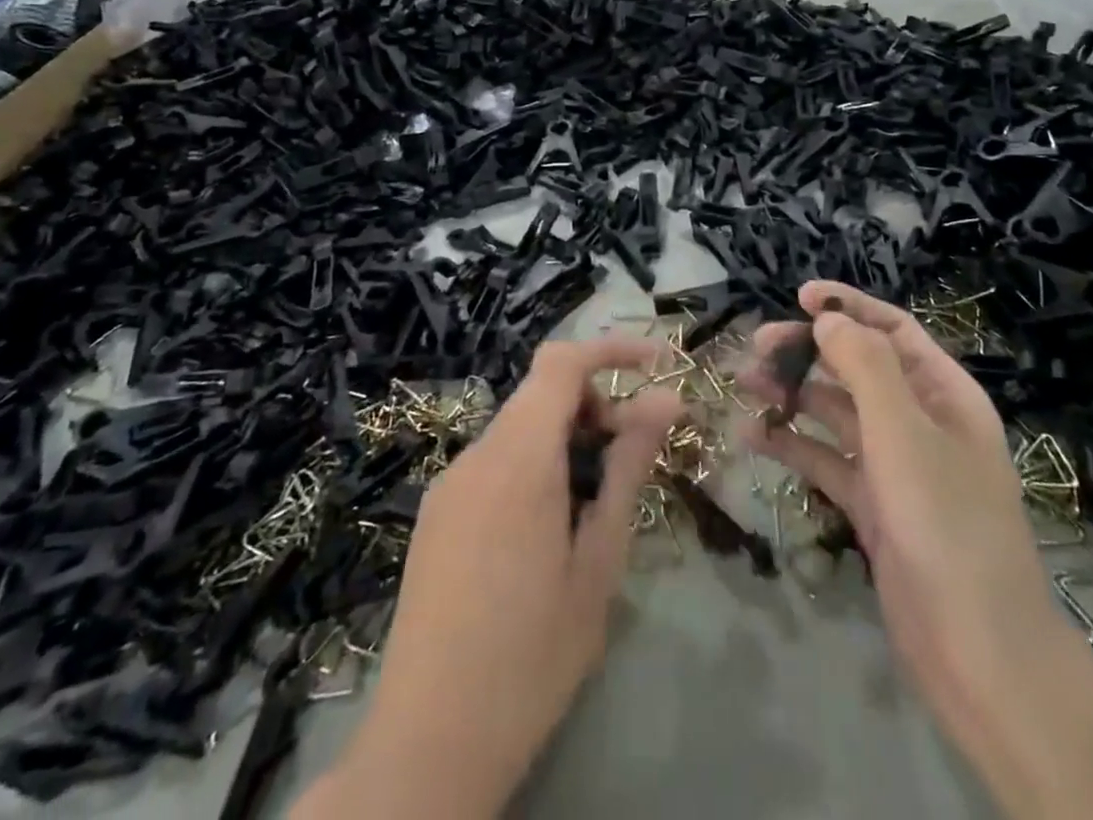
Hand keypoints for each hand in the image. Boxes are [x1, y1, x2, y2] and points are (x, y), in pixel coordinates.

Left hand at [300, 340, 679, 819]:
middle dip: (595, 404)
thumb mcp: (598, 560)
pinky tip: (549, 529)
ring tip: (596, 503)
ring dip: (566, 438)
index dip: (610, 348)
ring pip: (519, 428)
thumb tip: (665, 401)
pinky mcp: (436, 514)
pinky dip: (534, 464)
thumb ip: (629, 468)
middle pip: (541, 393)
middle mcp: (476, 454)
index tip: (657, 363)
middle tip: (635, 453)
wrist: (427, 743)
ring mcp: (449, 484)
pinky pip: (494, 462)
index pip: (561, 361)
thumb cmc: (532, 655)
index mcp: (518, 457)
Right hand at [745, 283, 1055, 731]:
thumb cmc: (945, 523)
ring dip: (793, 395)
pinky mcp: (873, 505)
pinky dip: (791, 445)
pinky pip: (825, 460)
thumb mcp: (904, 432)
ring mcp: (895, 465)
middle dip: (808, 352)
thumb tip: (828, 318)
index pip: (893, 330)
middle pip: (857, 367)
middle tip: (757, 347)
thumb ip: (865, 366)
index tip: (800, 297)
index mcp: (944, 394)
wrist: (978, 652)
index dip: (849, 307)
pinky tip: (751, 436)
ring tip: (744, 385)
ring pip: (835, 413)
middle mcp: (921, 421)